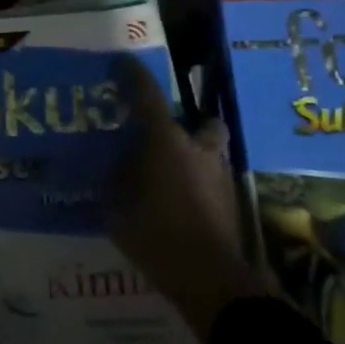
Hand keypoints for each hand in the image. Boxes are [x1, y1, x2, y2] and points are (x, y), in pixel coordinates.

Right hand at [109, 57, 269, 341]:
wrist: (212, 281)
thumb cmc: (156, 235)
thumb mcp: (116, 209)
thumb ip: (113, 182)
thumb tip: (111, 166)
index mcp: (165, 140)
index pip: (147, 93)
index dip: (132, 74)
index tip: (121, 62)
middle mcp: (197, 148)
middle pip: (200, 123)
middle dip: (186, 127)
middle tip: (162, 141)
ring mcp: (220, 174)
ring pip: (211, 151)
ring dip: (196, 156)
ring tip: (173, 177)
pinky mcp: (233, 202)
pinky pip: (213, 180)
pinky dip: (200, 185)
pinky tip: (184, 206)